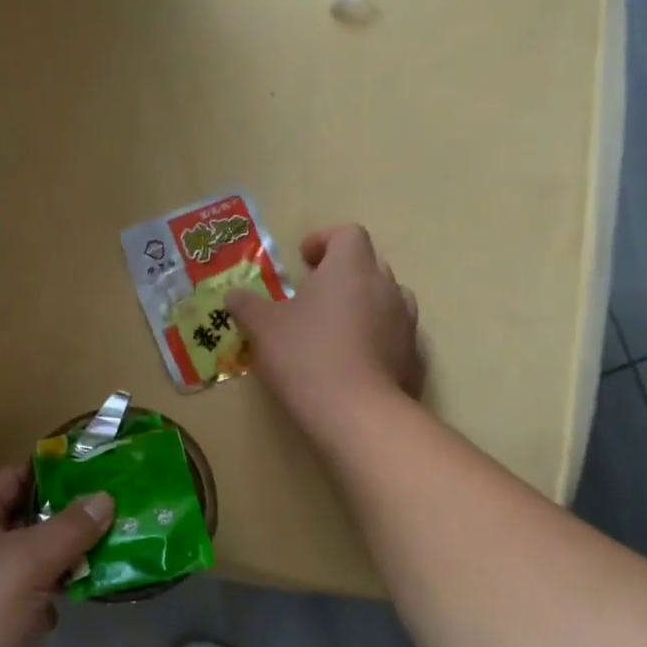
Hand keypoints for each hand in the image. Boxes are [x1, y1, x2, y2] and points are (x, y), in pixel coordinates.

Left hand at [0, 467, 112, 646]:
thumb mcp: (27, 563)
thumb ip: (70, 528)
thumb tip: (105, 497)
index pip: (15, 476)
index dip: (59, 474)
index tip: (105, 476)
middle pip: (23, 518)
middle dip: (67, 522)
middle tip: (116, 520)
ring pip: (24, 560)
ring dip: (58, 563)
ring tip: (103, 561)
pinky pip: (18, 595)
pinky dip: (42, 599)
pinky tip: (64, 609)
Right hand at [227, 224, 424, 438]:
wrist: (356, 413)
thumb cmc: (305, 356)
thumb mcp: (262, 328)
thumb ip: (247, 306)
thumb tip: (233, 295)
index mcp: (350, 268)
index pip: (348, 234)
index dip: (325, 240)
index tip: (303, 260)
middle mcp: (385, 287)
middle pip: (368, 266)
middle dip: (342, 275)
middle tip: (313, 297)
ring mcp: (405, 323)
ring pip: (386, 300)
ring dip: (363, 306)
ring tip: (336, 330)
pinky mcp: (414, 357)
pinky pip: (394, 337)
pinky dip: (376, 340)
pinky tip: (354, 364)